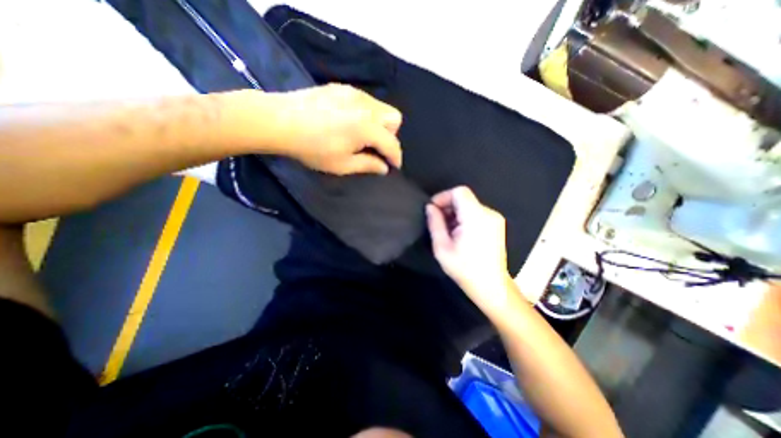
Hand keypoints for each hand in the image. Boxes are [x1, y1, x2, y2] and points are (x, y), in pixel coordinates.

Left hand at [270, 82, 401, 173]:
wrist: (280, 121)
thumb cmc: (312, 148)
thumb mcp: (342, 164)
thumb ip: (368, 165)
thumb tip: (384, 167)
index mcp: (367, 127)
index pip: (392, 143)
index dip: (395, 157)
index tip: (394, 166)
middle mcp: (366, 106)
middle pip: (394, 118)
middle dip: (390, 136)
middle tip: (374, 147)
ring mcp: (354, 93)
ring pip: (381, 107)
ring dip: (380, 124)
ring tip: (362, 135)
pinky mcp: (343, 88)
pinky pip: (366, 101)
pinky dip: (367, 114)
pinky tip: (349, 122)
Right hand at [425, 186, 517, 311]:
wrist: (491, 286)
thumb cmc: (464, 269)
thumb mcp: (442, 247)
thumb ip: (435, 223)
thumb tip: (430, 207)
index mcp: (476, 217)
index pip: (459, 192)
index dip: (443, 197)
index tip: (433, 210)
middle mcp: (488, 213)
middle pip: (464, 198)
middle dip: (448, 207)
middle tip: (439, 224)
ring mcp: (495, 218)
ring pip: (469, 205)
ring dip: (455, 213)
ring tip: (449, 231)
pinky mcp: (496, 224)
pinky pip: (476, 212)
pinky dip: (464, 218)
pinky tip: (460, 234)